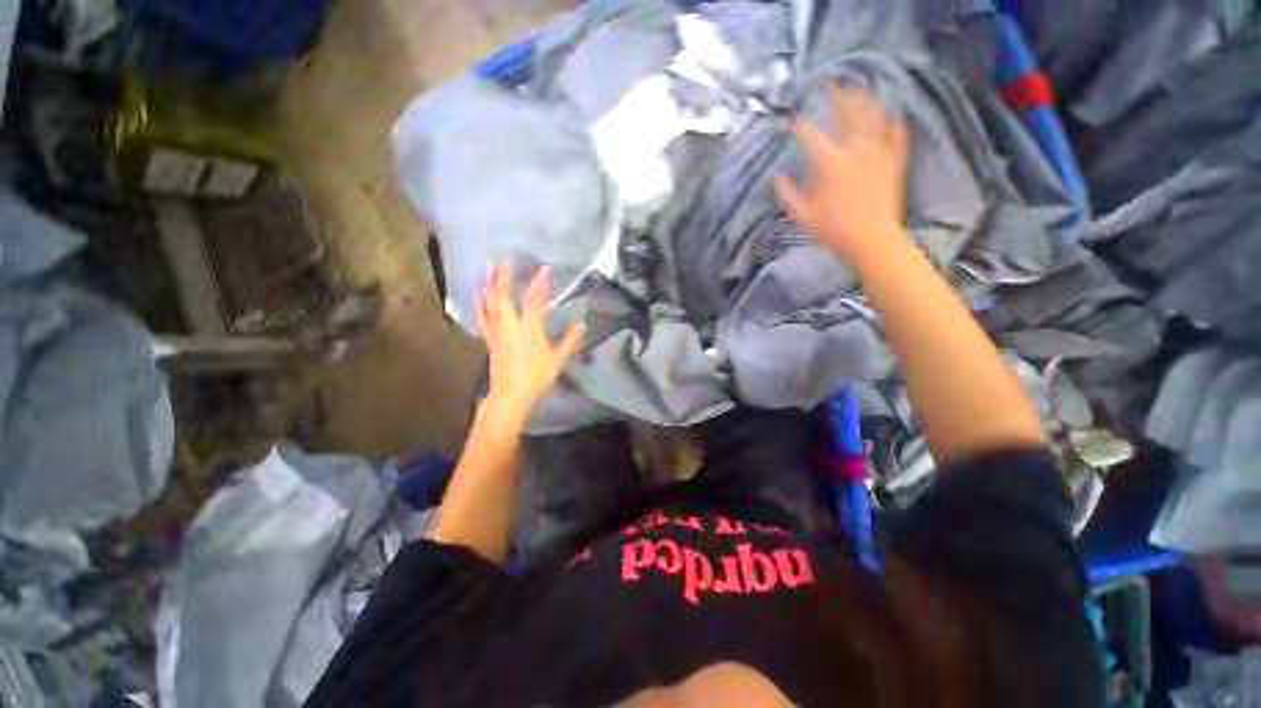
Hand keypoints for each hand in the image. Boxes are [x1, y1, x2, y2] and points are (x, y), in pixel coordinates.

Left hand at [476, 264, 584, 428]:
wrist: (511, 396)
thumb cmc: (536, 378)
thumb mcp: (558, 360)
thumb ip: (570, 341)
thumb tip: (582, 325)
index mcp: (529, 330)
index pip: (534, 301)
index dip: (539, 283)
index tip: (545, 268)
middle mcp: (511, 327)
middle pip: (504, 297)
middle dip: (504, 277)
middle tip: (505, 259)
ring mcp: (498, 332)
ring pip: (491, 304)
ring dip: (491, 285)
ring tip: (490, 268)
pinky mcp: (490, 340)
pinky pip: (484, 318)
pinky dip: (481, 304)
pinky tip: (478, 294)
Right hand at [775, 86, 910, 262]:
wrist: (870, 239)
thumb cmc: (832, 230)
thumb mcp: (801, 215)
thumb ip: (787, 193)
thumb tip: (779, 176)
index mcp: (829, 163)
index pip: (811, 135)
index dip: (800, 124)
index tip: (793, 119)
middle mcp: (855, 149)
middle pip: (846, 113)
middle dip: (836, 95)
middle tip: (829, 84)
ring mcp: (878, 152)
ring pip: (873, 116)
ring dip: (864, 100)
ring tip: (858, 91)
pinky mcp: (894, 160)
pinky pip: (897, 134)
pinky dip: (894, 123)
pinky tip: (892, 115)